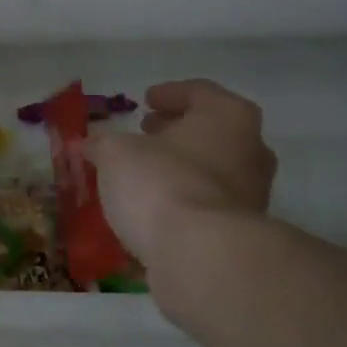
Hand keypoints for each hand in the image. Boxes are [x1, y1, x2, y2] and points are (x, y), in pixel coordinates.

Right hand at [87, 80, 275, 269]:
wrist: (200, 254)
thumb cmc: (161, 184)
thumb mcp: (116, 155)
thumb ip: (104, 145)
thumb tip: (93, 145)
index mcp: (228, 116)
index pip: (198, 92)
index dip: (168, 93)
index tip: (146, 100)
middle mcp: (251, 149)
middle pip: (211, 131)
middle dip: (176, 132)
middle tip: (147, 133)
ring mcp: (253, 193)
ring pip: (212, 169)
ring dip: (181, 168)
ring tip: (145, 173)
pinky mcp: (242, 230)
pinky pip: (207, 204)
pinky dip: (184, 200)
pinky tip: (155, 208)